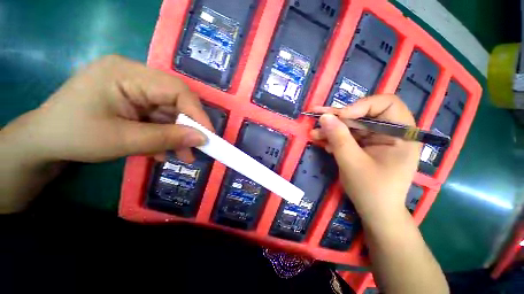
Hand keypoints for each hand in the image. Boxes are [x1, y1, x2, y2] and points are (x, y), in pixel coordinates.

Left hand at [2, 55, 212, 163]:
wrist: (43, 142)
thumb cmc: (74, 137)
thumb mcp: (123, 140)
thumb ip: (166, 138)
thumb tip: (202, 139)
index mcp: (126, 73)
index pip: (176, 89)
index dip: (197, 113)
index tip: (209, 136)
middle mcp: (134, 75)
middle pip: (175, 100)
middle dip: (187, 127)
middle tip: (195, 150)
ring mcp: (134, 87)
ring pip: (169, 112)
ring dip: (176, 135)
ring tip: (182, 157)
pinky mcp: (133, 100)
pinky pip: (158, 117)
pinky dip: (164, 135)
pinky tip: (162, 151)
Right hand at [309, 95, 420, 223]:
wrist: (375, 212)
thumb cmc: (371, 190)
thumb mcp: (352, 163)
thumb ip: (339, 138)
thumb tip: (325, 117)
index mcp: (402, 134)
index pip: (386, 104)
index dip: (361, 105)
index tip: (340, 117)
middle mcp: (391, 132)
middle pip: (364, 114)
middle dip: (339, 118)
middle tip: (318, 118)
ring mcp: (377, 139)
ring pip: (352, 126)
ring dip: (332, 129)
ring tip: (314, 134)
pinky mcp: (365, 146)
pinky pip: (349, 136)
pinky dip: (335, 138)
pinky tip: (323, 143)